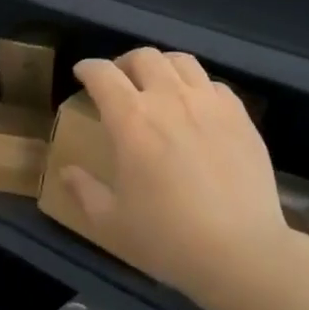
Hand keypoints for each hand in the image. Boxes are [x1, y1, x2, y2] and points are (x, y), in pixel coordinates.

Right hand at [64, 48, 283, 308]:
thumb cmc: (168, 238)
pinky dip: (198, 86)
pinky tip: (197, 107)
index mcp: (131, 119)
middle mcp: (169, 98)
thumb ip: (85, 191)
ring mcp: (209, 103)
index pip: (102, 74)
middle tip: (120, 82)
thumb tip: (66, 172)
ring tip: (159, 86)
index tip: (82, 73)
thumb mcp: (112, 222)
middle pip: (143, 57)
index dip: (88, 68)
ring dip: (162, 66)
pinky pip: (214, 84)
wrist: (241, 252)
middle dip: (125, 63)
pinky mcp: (240, 116)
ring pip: (181, 61)